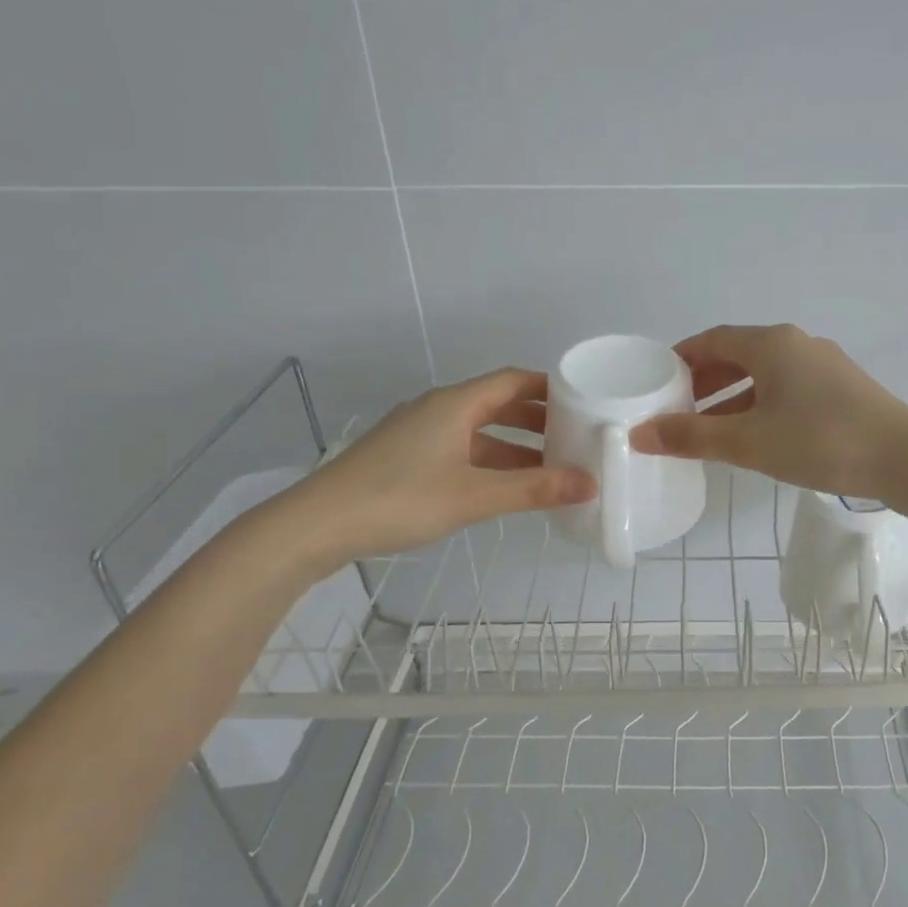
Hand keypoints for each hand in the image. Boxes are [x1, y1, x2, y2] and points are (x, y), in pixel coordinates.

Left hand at [293, 368, 595, 562]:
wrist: (317, 525)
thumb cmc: (399, 499)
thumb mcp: (474, 496)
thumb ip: (534, 490)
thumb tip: (590, 484)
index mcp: (455, 404)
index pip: (513, 381)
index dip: (550, 389)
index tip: (586, 403)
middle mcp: (438, 410)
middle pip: (498, 404)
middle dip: (538, 420)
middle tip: (576, 438)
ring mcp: (419, 435)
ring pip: (479, 431)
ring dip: (515, 446)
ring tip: (551, 467)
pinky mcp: (406, 459)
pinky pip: (461, 450)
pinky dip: (490, 463)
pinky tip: (506, 488)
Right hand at [629, 324, 907, 500]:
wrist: (904, 459)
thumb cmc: (819, 441)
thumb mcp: (748, 442)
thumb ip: (692, 437)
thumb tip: (640, 434)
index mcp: (771, 344)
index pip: (713, 339)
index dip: (681, 358)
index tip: (657, 381)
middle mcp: (798, 345)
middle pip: (739, 355)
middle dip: (705, 381)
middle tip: (678, 409)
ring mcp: (825, 366)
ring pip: (765, 375)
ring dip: (733, 397)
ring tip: (710, 429)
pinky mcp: (843, 391)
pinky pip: (788, 390)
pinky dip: (762, 406)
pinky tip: (756, 437)